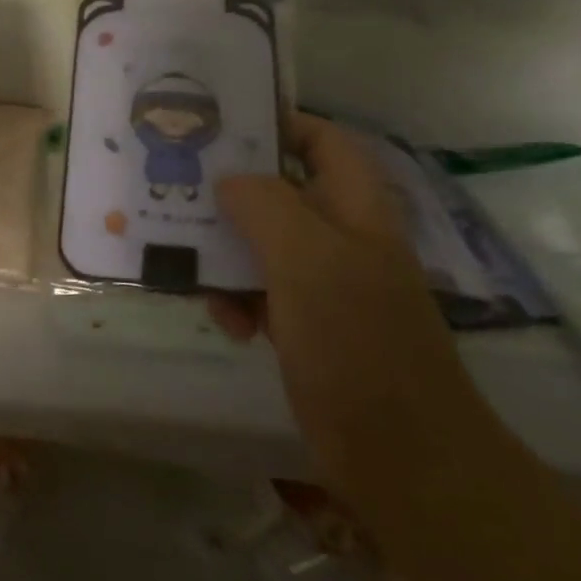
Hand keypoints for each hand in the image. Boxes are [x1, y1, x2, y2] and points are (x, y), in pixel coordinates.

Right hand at [211, 115, 484, 503]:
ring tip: (185, 260)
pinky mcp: (307, 326)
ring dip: (224, 251)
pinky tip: (223, 320)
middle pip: (280, 191)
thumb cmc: (357, 341)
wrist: (401, 456)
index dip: (279, 123)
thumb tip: (229, 180)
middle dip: (230, 190)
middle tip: (178, 184)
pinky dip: (236, 299)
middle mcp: (341, 238)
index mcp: (355, 209)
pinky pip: (259, 292)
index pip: (322, 141)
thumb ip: (265, 204)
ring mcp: (325, 284)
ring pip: (261, 243)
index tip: (220, 125)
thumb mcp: (307, 258)